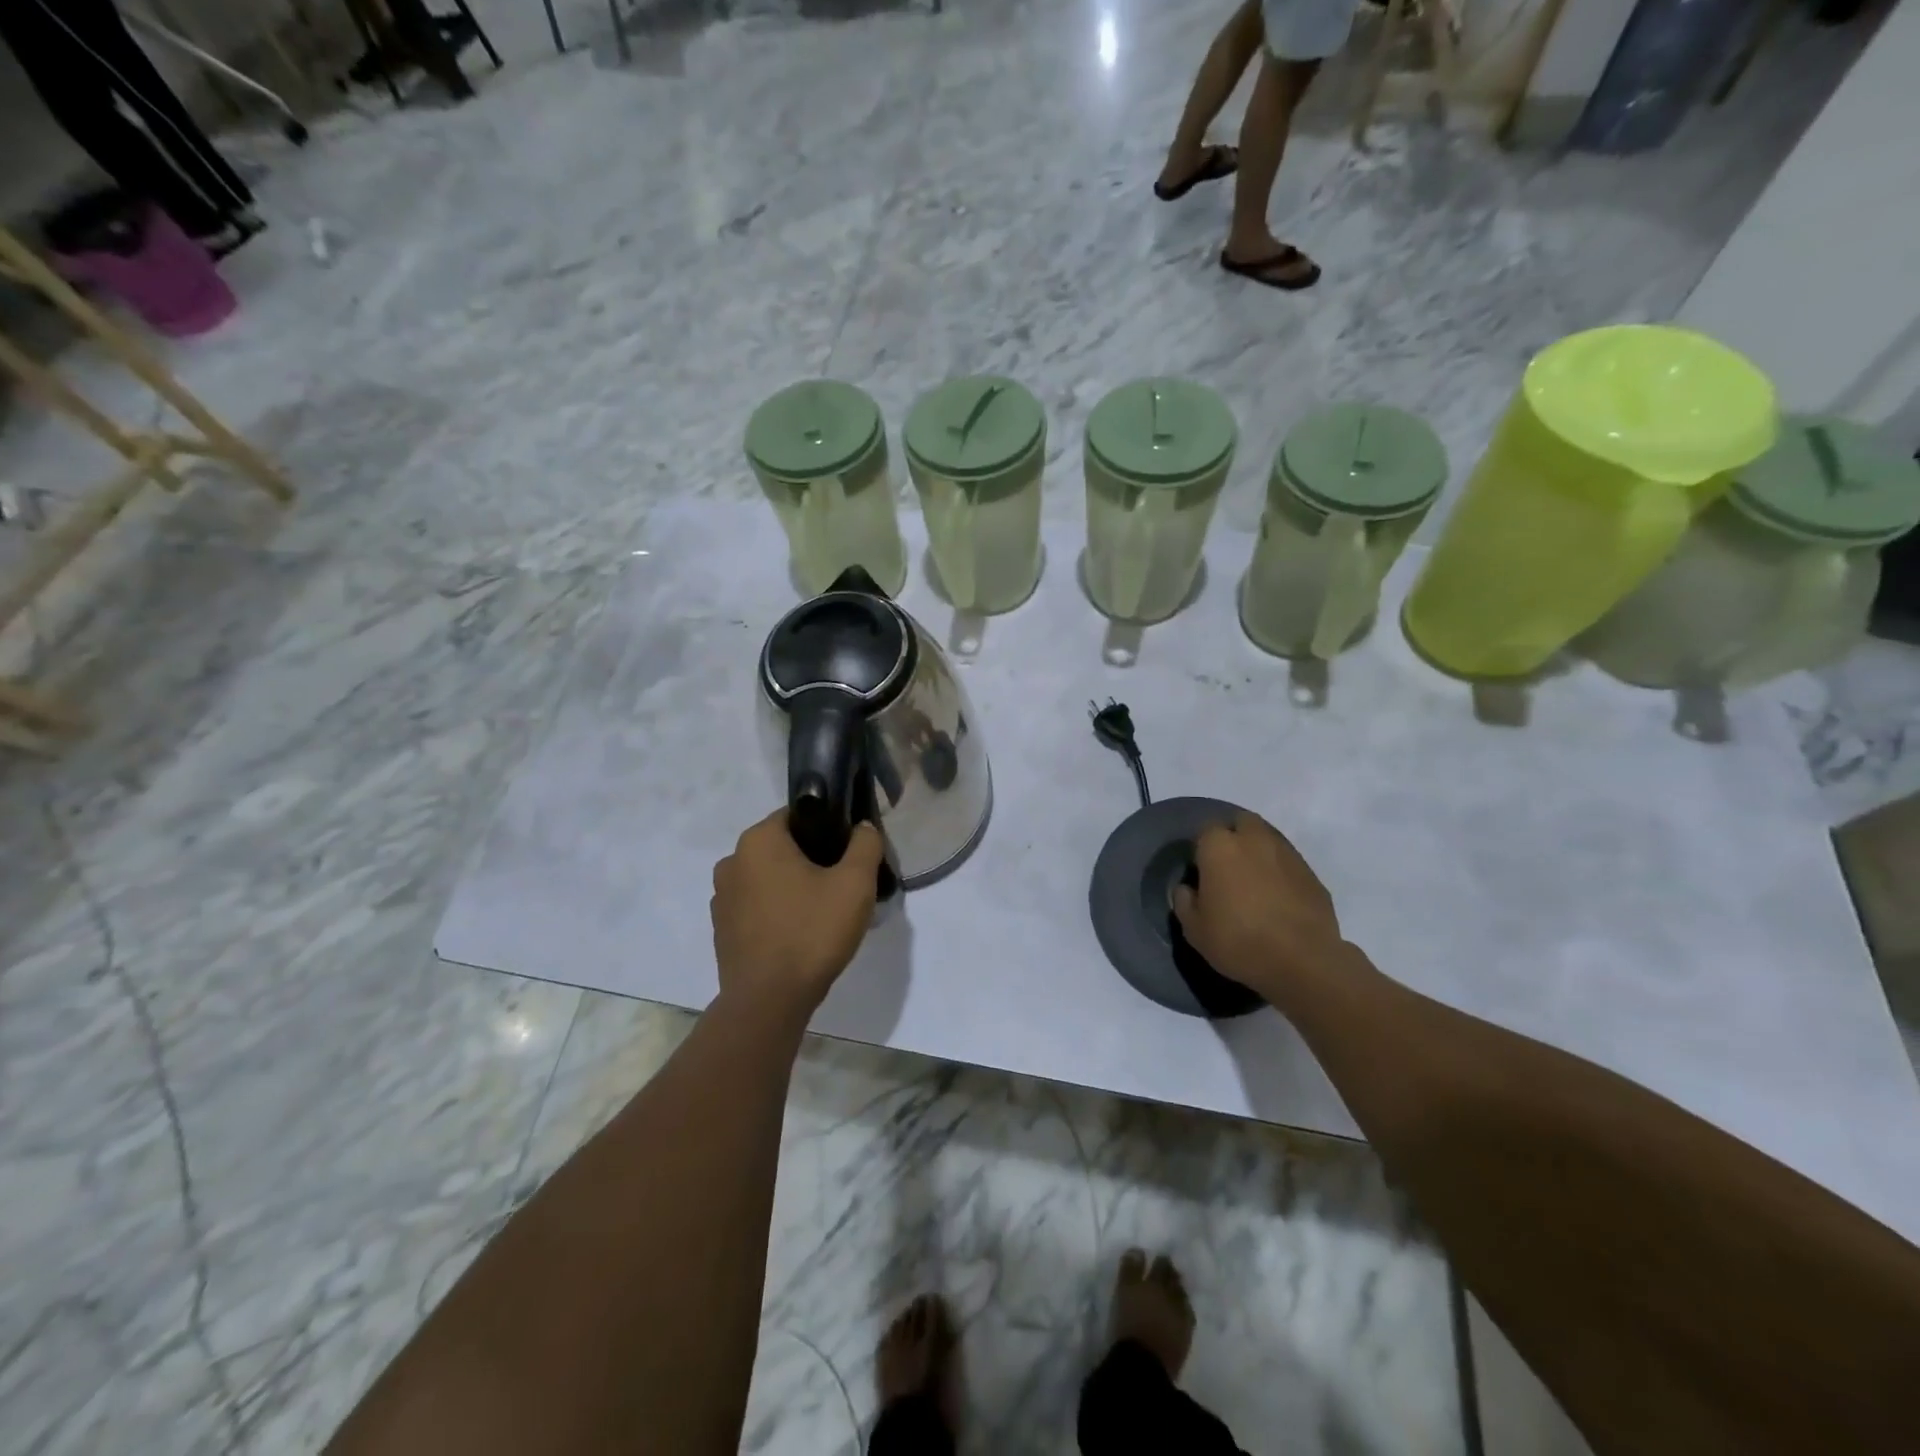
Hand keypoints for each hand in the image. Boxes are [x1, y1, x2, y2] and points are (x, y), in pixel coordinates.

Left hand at [711, 810, 885, 1022]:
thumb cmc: (812, 932)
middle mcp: (732, 861)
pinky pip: (757, 906)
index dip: (828, 829)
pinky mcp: (722, 929)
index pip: (798, 815)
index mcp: (759, 840)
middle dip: (812, 860)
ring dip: (793, 887)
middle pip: (783, 847)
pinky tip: (800, 934)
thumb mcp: (855, 883)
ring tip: (824, 914)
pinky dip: (777, 911)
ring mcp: (722, 897)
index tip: (850, 853)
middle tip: (843, 886)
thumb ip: (865, 845)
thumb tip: (861, 828)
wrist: (768, 1001)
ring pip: (769, 878)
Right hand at [1172, 811, 1344, 1006]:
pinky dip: (1281, 874)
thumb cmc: (1238, 941)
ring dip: (1259, 853)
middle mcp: (1254, 839)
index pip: (1205, 830)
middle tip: (1228, 868)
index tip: (1201, 872)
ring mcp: (1288, 854)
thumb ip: (1184, 902)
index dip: (1202, 849)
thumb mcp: (1194, 929)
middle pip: (1241, 823)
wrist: (1302, 961)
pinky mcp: (1312, 874)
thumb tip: (1187, 889)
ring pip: (1268, 840)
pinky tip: (1278, 900)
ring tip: (1255, 884)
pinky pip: (1289, 864)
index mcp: (1219, 847)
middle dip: (1234, 837)